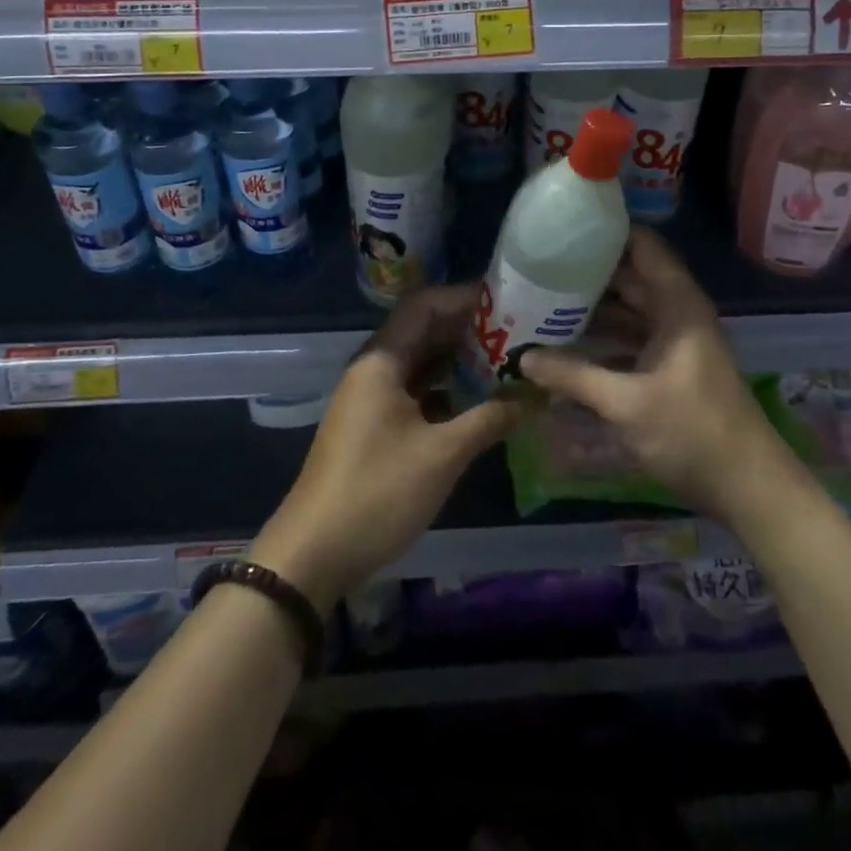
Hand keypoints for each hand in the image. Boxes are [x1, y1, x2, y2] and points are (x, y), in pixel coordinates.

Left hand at [251, 285, 528, 609]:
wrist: (313, 552)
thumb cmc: (377, 491)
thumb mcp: (442, 454)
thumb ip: (491, 418)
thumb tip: (537, 396)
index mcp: (381, 360)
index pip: (424, 305)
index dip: (464, 297)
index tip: (506, 300)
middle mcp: (374, 369)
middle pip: (423, 331)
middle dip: (468, 328)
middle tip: (516, 331)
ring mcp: (371, 398)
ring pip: (420, 363)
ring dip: (458, 360)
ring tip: (506, 361)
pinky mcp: (373, 425)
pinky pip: (414, 391)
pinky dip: (445, 389)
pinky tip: (477, 401)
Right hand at [522, 228, 792, 521]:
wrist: (748, 488)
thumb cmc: (692, 432)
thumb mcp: (626, 403)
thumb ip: (573, 376)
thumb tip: (523, 357)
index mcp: (676, 304)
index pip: (642, 245)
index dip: (606, 231)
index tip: (562, 228)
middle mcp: (677, 313)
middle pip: (630, 276)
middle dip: (588, 272)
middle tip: (538, 268)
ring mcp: (675, 341)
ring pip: (629, 310)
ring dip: (593, 308)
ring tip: (543, 301)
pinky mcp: (671, 367)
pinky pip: (632, 338)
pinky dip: (604, 338)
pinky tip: (567, 346)